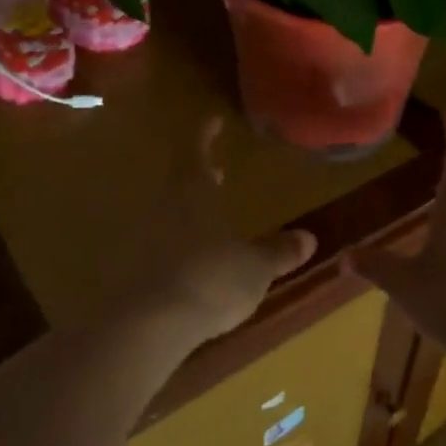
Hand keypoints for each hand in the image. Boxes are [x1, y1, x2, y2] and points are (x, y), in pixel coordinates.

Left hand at [131, 117, 318, 347]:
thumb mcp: (255, 267)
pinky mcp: (137, 271)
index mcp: (195, 195)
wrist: (151, 323)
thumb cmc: (211, 279)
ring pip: (171, 214)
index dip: (205, 137)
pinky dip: (178, 245)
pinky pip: (162, 247)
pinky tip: (193, 261)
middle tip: (215, 171)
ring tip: (209, 217)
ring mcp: (147, 239)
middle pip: (182, 184)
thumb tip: (309, 237)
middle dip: (199, 176)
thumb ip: (278, 252)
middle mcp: (167, 209)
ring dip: (189, 211)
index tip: (212, 121)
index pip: (198, 154)